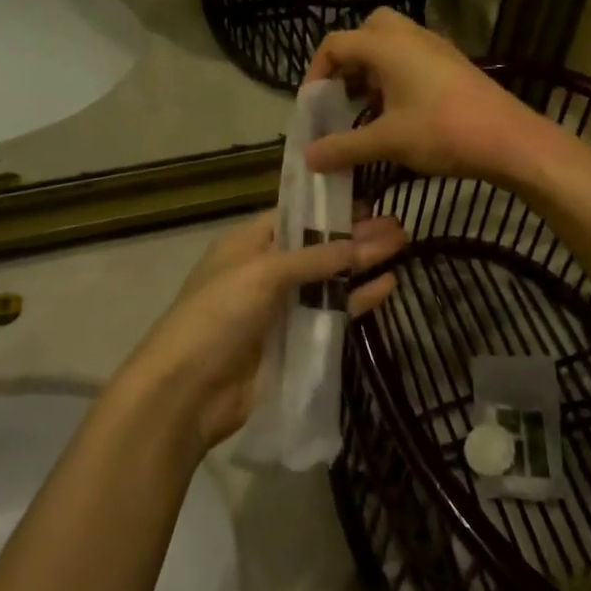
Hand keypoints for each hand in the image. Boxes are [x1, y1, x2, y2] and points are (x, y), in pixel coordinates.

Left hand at [121, 211, 404, 449]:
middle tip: (398, 223)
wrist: (187, 393)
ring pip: (330, 278)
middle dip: (356, 233)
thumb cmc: (217, 315)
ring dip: (363, 263)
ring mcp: (282, 306)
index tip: (369, 197)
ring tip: (403, 245)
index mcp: (249, 242)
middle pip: (319, 245)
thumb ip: (314, 258)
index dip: (330, 206)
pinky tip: (388, 285)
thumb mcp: (262, 273)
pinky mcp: (295, 340)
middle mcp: (268, 269)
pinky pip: (332, 313)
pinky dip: (358, 299)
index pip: (296, 215)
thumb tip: (362, 241)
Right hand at [303, 9, 558, 183]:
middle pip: (366, 31)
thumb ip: (344, 147)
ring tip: (365, 109)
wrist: (509, 138)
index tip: (313, 105)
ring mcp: (434, 47)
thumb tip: (309, 158)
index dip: (316, 72)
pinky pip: (411, 57)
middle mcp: (409, 36)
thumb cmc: (443, 131)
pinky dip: (395, 75)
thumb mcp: (387, 141)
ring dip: (372, 69)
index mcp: (387, 45)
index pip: (336, 43)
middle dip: (348, 60)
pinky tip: (397, 113)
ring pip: (391, 43)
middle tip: (342, 94)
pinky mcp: (452, 63)